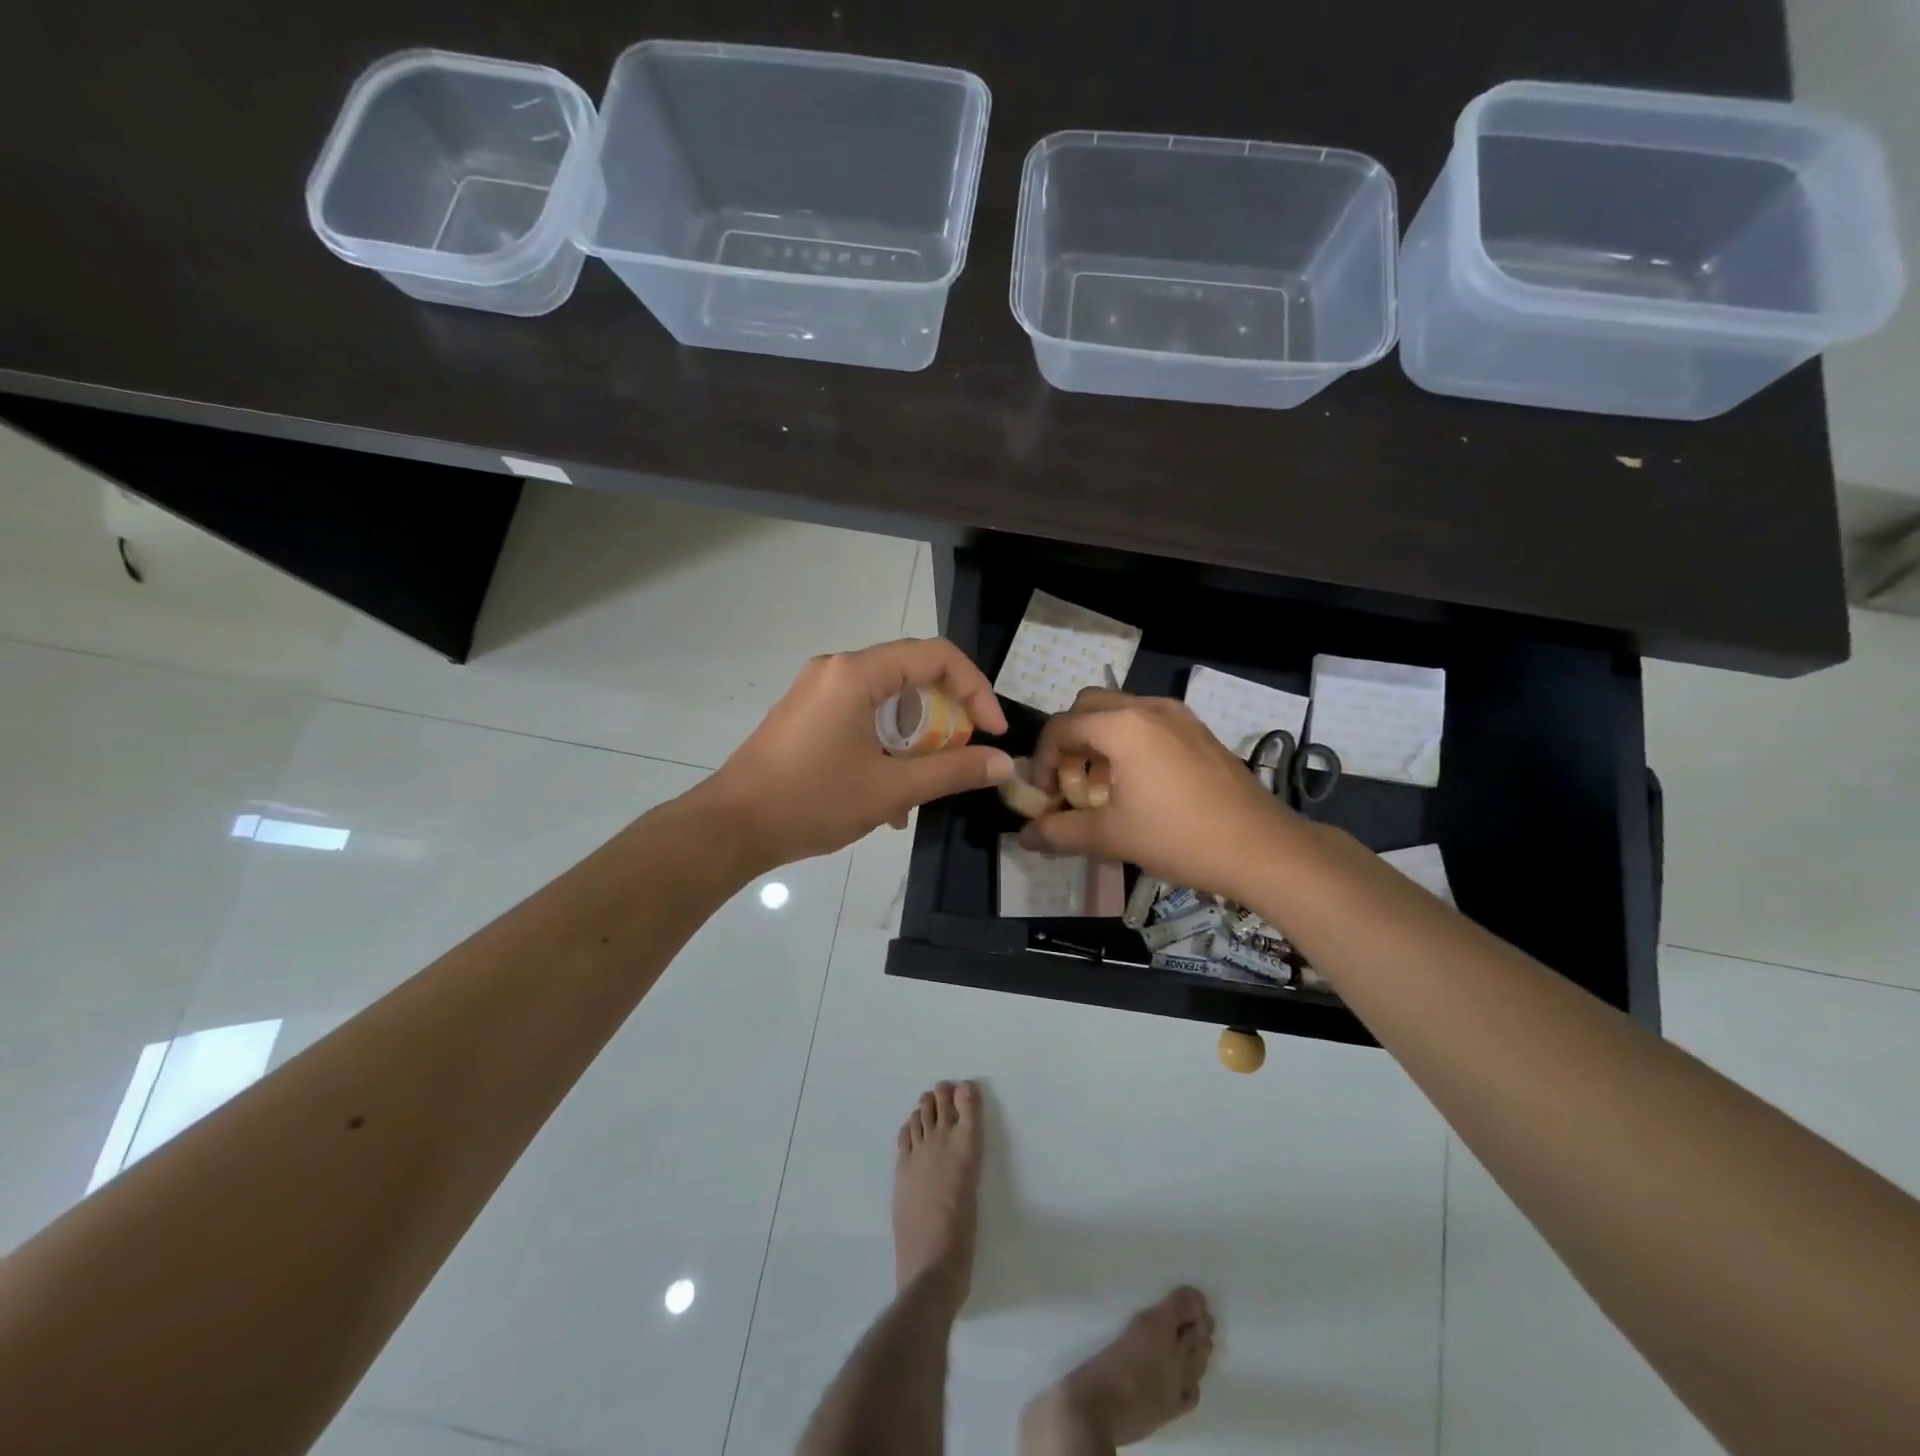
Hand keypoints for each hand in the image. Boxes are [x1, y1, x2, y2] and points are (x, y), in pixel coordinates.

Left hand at [703, 639, 1012, 871]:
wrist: (730, 828)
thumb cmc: (811, 802)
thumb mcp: (891, 789)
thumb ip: (953, 771)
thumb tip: (1004, 763)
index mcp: (856, 673)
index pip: (937, 656)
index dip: (975, 690)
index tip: (992, 733)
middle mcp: (837, 669)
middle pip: (912, 674)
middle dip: (947, 716)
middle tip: (962, 756)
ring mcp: (817, 691)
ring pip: (888, 700)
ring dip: (917, 737)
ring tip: (925, 783)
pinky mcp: (807, 714)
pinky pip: (863, 716)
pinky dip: (887, 744)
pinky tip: (890, 795)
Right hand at [1021, 690, 1295, 901]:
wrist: (1262, 848)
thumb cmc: (1179, 838)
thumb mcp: (1111, 837)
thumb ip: (1059, 832)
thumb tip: (1024, 837)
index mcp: (1122, 726)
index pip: (1061, 727)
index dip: (1043, 761)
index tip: (1045, 796)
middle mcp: (1148, 707)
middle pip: (1087, 707)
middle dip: (1069, 741)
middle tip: (1069, 782)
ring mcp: (1179, 716)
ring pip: (1120, 711)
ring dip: (1099, 740)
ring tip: (1101, 786)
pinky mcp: (1199, 731)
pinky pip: (1148, 722)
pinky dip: (1129, 742)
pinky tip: (1139, 784)